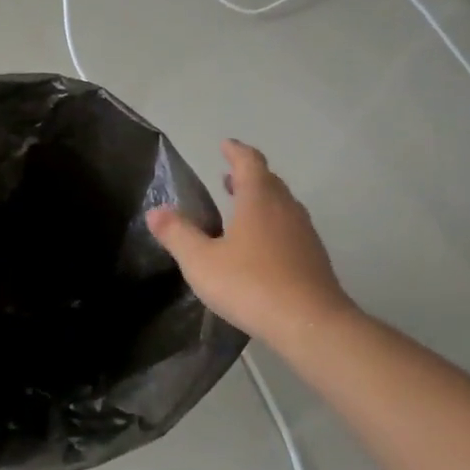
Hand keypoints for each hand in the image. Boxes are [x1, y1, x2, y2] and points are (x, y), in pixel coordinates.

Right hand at [146, 139, 354, 347]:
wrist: (310, 324)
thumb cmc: (250, 284)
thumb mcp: (201, 261)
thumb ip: (177, 234)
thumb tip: (155, 211)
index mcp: (259, 199)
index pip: (249, 162)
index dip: (236, 151)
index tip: (225, 145)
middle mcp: (285, 208)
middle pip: (269, 181)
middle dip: (248, 175)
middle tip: (228, 177)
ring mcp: (304, 233)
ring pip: (282, 205)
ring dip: (262, 200)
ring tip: (241, 209)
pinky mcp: (314, 258)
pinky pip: (290, 229)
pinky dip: (273, 225)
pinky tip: (261, 247)